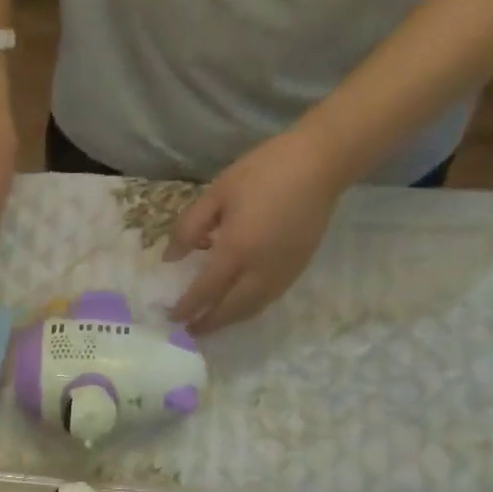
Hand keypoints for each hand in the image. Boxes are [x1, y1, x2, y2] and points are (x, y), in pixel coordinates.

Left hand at [166, 124, 344, 334]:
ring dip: (228, 320)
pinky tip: (238, 305)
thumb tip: (170, 257)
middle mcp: (259, 270)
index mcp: (236, 250)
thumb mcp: (217, 193)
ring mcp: (281, 273)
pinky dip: (248, 309)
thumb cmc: (264, 171)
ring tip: (211, 322)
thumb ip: (189, 227)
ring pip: (250, 309)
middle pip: (229, 309)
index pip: (205, 291)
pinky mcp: (297, 269)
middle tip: (189, 329)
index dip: (187, 307)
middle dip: (208, 323)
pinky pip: (268, 299)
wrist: (322, 161)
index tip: (171, 316)